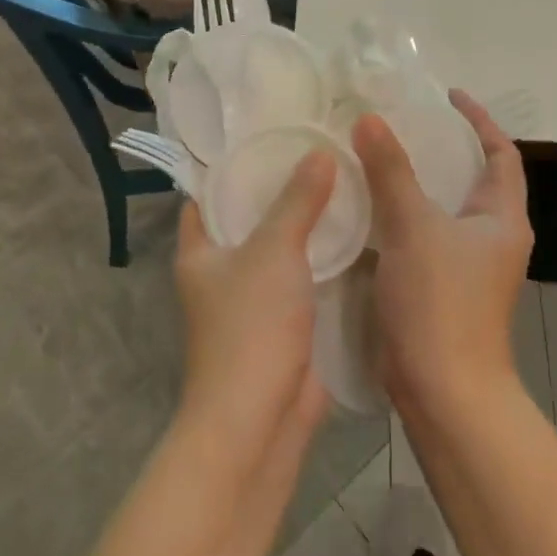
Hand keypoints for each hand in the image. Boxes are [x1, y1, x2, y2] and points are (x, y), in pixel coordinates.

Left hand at [174, 151, 335, 450]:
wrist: (260, 419)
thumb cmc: (251, 326)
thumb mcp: (273, 250)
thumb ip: (297, 201)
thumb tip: (320, 152)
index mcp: (199, 251)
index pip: (208, 195)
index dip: (234, 166)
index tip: (271, 136)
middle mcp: (221, 273)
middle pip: (250, 219)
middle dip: (281, 191)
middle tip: (321, 152)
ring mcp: (254, 300)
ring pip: (281, 250)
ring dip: (307, 225)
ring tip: (345, 182)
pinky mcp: (285, 324)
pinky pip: (304, 279)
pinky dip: (324, 259)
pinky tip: (357, 233)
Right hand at [352, 91, 533, 420]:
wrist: (443, 391)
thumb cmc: (440, 303)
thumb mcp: (414, 227)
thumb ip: (391, 171)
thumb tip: (369, 119)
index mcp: (502, 219)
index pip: (501, 154)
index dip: (479, 121)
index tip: (447, 96)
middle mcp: (491, 239)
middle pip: (472, 179)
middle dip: (442, 149)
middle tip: (400, 124)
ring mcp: (466, 267)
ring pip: (442, 210)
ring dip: (416, 183)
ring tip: (376, 157)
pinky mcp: (440, 288)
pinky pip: (421, 236)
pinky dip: (399, 216)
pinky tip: (365, 208)